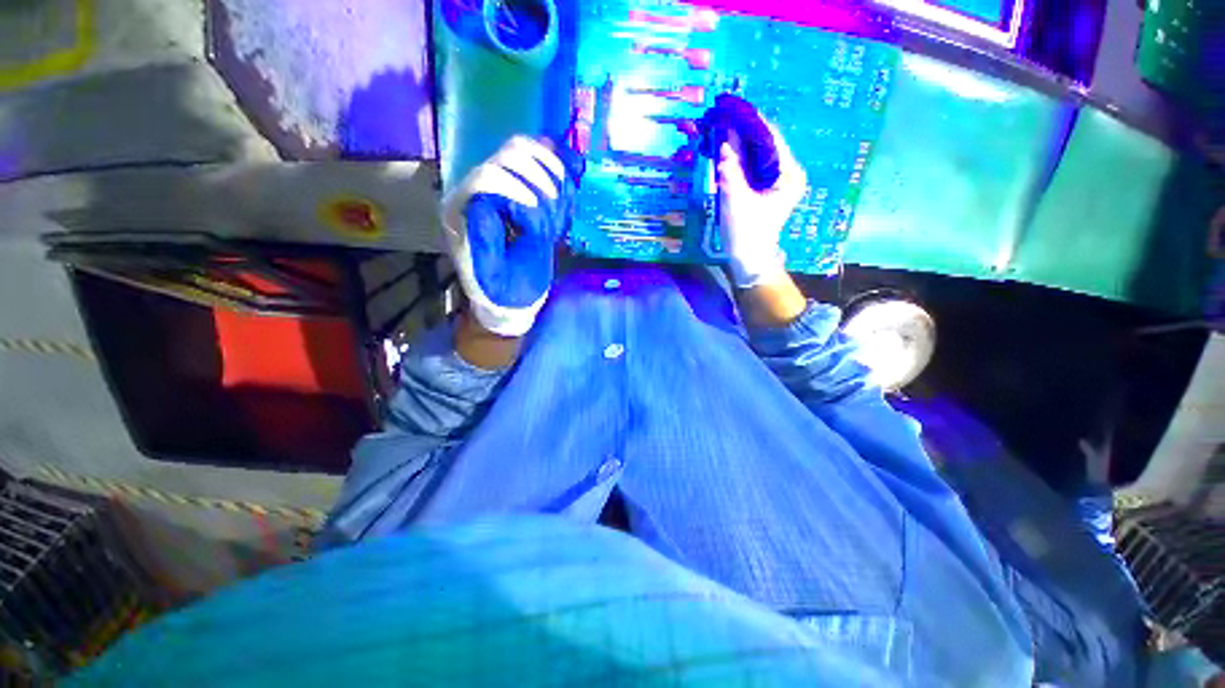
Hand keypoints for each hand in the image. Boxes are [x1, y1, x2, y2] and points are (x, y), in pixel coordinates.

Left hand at [441, 136, 582, 336]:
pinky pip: (536, 161)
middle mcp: (476, 191)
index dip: (517, 188)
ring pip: (522, 150)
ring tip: (559, 204)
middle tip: (553, 211)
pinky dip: (555, 169)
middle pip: (507, 155)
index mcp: (462, 211)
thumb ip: (485, 242)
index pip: (486, 177)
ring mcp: (498, 187)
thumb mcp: (492, 274)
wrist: (510, 297)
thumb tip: (487, 206)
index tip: (539, 214)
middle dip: (538, 179)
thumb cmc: (502, 290)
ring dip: (549, 171)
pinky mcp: (516, 189)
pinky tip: (563, 192)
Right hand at [717, 123, 806, 288]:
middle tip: (720, 119)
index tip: (731, 108)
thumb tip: (723, 142)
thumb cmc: (746, 233)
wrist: (749, 260)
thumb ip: (731, 171)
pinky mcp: (766, 187)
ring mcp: (777, 180)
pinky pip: (752, 165)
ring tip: (719, 130)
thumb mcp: (736, 201)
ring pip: (757, 153)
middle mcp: (788, 172)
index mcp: (789, 174)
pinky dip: (738, 158)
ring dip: (738, 144)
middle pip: (765, 143)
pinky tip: (723, 152)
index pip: (772, 138)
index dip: (751, 122)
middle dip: (742, 132)